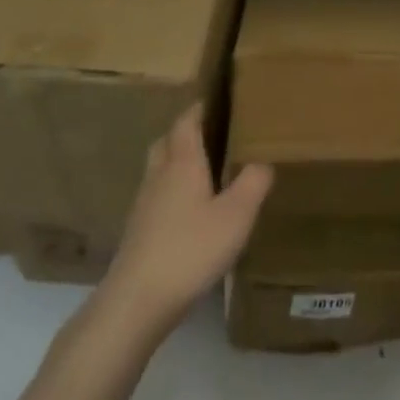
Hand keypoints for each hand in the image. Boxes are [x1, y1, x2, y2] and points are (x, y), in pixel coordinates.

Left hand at [97, 105, 273, 339]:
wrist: (137, 300)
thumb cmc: (191, 249)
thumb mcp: (236, 216)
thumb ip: (253, 183)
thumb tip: (263, 161)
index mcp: (182, 163)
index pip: (186, 123)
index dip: (198, 109)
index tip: (214, 100)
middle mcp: (159, 176)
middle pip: (167, 142)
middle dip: (184, 133)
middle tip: (210, 134)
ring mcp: (144, 204)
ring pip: (158, 169)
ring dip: (176, 162)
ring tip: (202, 171)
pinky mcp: (138, 231)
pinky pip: (156, 196)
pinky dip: (171, 191)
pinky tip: (187, 212)